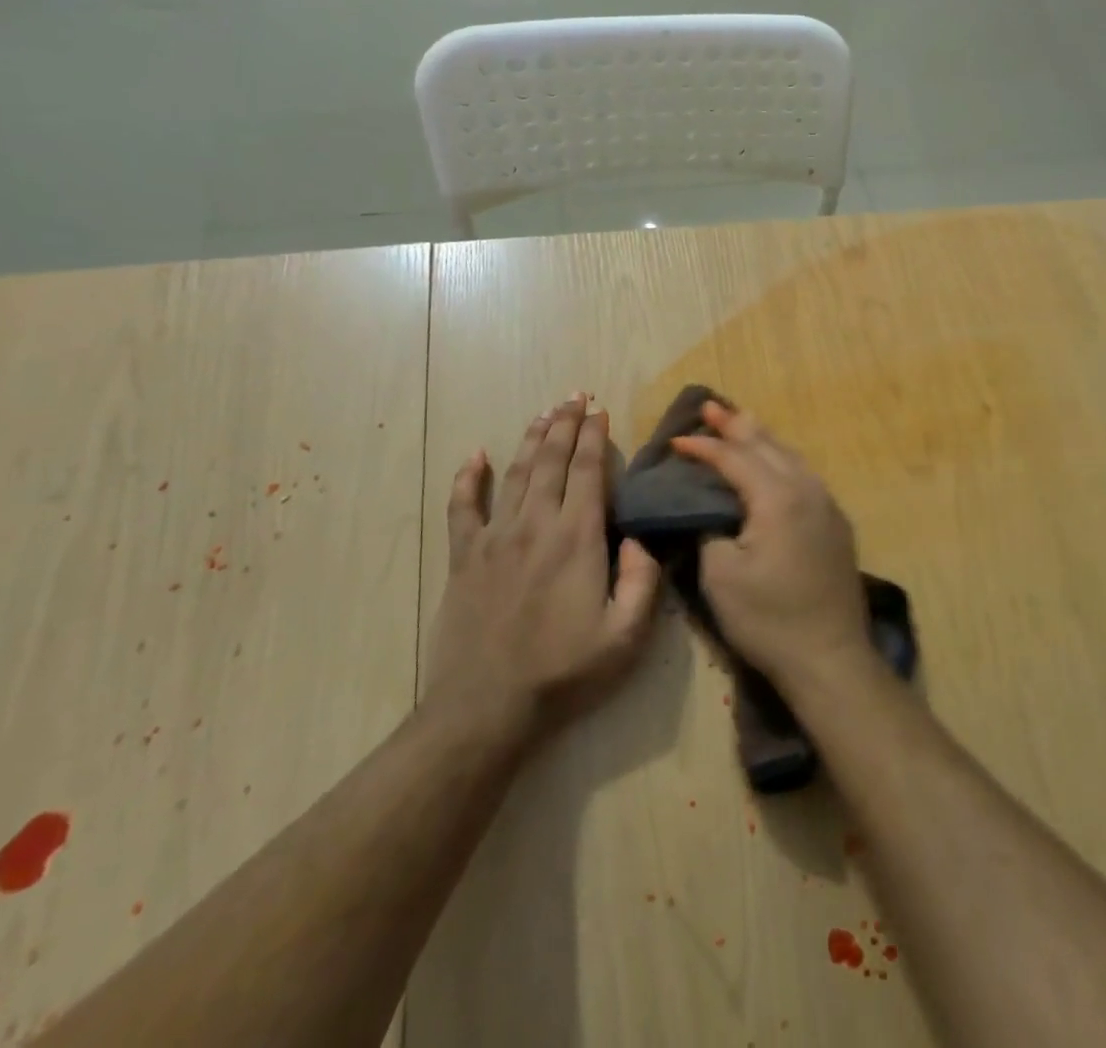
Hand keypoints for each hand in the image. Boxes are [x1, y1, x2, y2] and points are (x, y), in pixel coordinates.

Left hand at [426, 394, 659, 747]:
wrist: (486, 709)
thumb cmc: (564, 673)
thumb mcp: (626, 636)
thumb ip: (642, 581)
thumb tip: (639, 538)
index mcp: (577, 538)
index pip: (588, 471)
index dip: (595, 437)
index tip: (600, 410)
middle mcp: (536, 525)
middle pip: (552, 461)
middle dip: (565, 424)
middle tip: (574, 396)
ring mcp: (495, 538)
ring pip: (515, 474)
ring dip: (531, 439)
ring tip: (544, 413)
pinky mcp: (463, 558)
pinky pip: (463, 508)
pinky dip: (468, 478)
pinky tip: (474, 455)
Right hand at [671, 401, 870, 690]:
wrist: (830, 657)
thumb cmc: (769, 618)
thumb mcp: (721, 575)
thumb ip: (709, 530)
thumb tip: (708, 512)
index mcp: (778, 496)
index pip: (735, 458)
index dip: (704, 446)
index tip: (675, 439)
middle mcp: (807, 489)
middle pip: (767, 445)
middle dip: (736, 425)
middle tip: (709, 406)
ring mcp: (827, 504)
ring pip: (790, 456)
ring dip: (762, 438)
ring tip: (740, 421)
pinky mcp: (836, 523)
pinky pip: (803, 474)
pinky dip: (780, 459)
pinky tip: (772, 463)